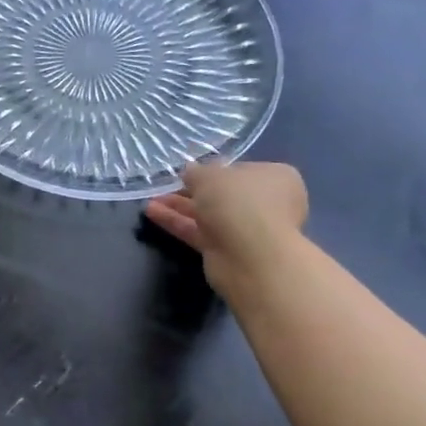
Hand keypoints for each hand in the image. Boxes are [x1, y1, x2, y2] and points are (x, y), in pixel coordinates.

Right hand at [144, 161, 308, 298]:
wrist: (250, 256)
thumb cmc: (239, 202)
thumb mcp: (210, 176)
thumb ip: (196, 172)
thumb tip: (189, 171)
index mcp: (275, 178)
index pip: (241, 170)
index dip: (214, 170)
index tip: (189, 172)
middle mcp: (265, 203)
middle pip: (222, 194)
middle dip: (191, 190)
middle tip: (165, 186)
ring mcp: (246, 229)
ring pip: (208, 214)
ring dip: (179, 207)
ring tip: (151, 200)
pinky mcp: (227, 251)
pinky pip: (199, 232)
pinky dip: (177, 223)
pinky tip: (152, 213)